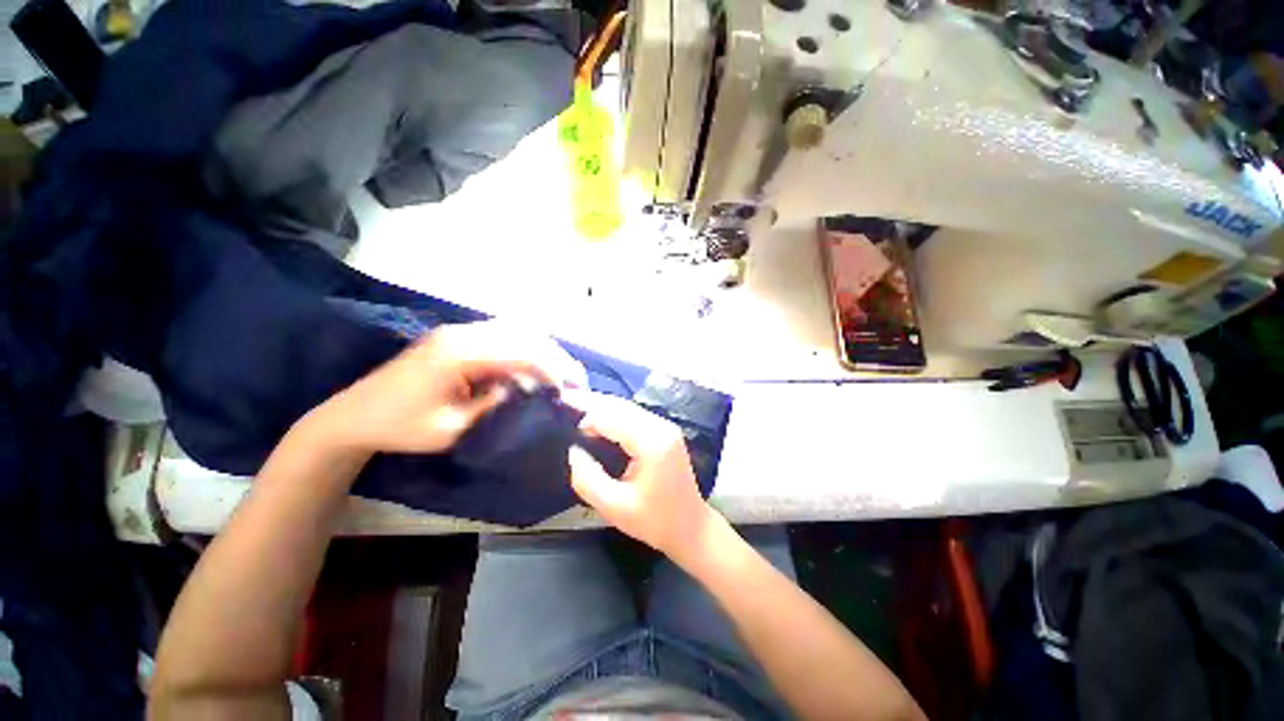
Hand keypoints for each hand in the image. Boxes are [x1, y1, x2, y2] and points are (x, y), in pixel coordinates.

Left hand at [314, 322, 586, 454]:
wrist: (353, 416)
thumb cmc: (401, 427)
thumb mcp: (453, 428)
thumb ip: (494, 404)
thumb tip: (525, 388)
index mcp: (460, 354)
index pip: (521, 353)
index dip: (553, 369)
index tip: (573, 389)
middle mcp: (463, 333)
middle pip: (524, 334)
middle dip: (555, 355)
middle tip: (576, 379)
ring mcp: (459, 331)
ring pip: (516, 330)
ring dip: (543, 349)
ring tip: (561, 371)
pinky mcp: (457, 337)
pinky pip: (503, 334)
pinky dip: (526, 347)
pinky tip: (535, 364)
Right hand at [566, 391, 716, 556]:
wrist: (691, 527)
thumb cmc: (654, 521)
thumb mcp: (614, 507)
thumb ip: (588, 478)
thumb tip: (574, 450)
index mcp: (651, 442)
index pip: (612, 417)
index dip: (586, 414)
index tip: (563, 415)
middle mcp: (661, 426)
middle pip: (620, 405)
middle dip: (592, 401)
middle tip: (565, 400)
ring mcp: (665, 426)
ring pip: (627, 407)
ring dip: (602, 407)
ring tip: (575, 408)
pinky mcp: (665, 431)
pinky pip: (634, 415)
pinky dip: (614, 414)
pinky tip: (598, 421)